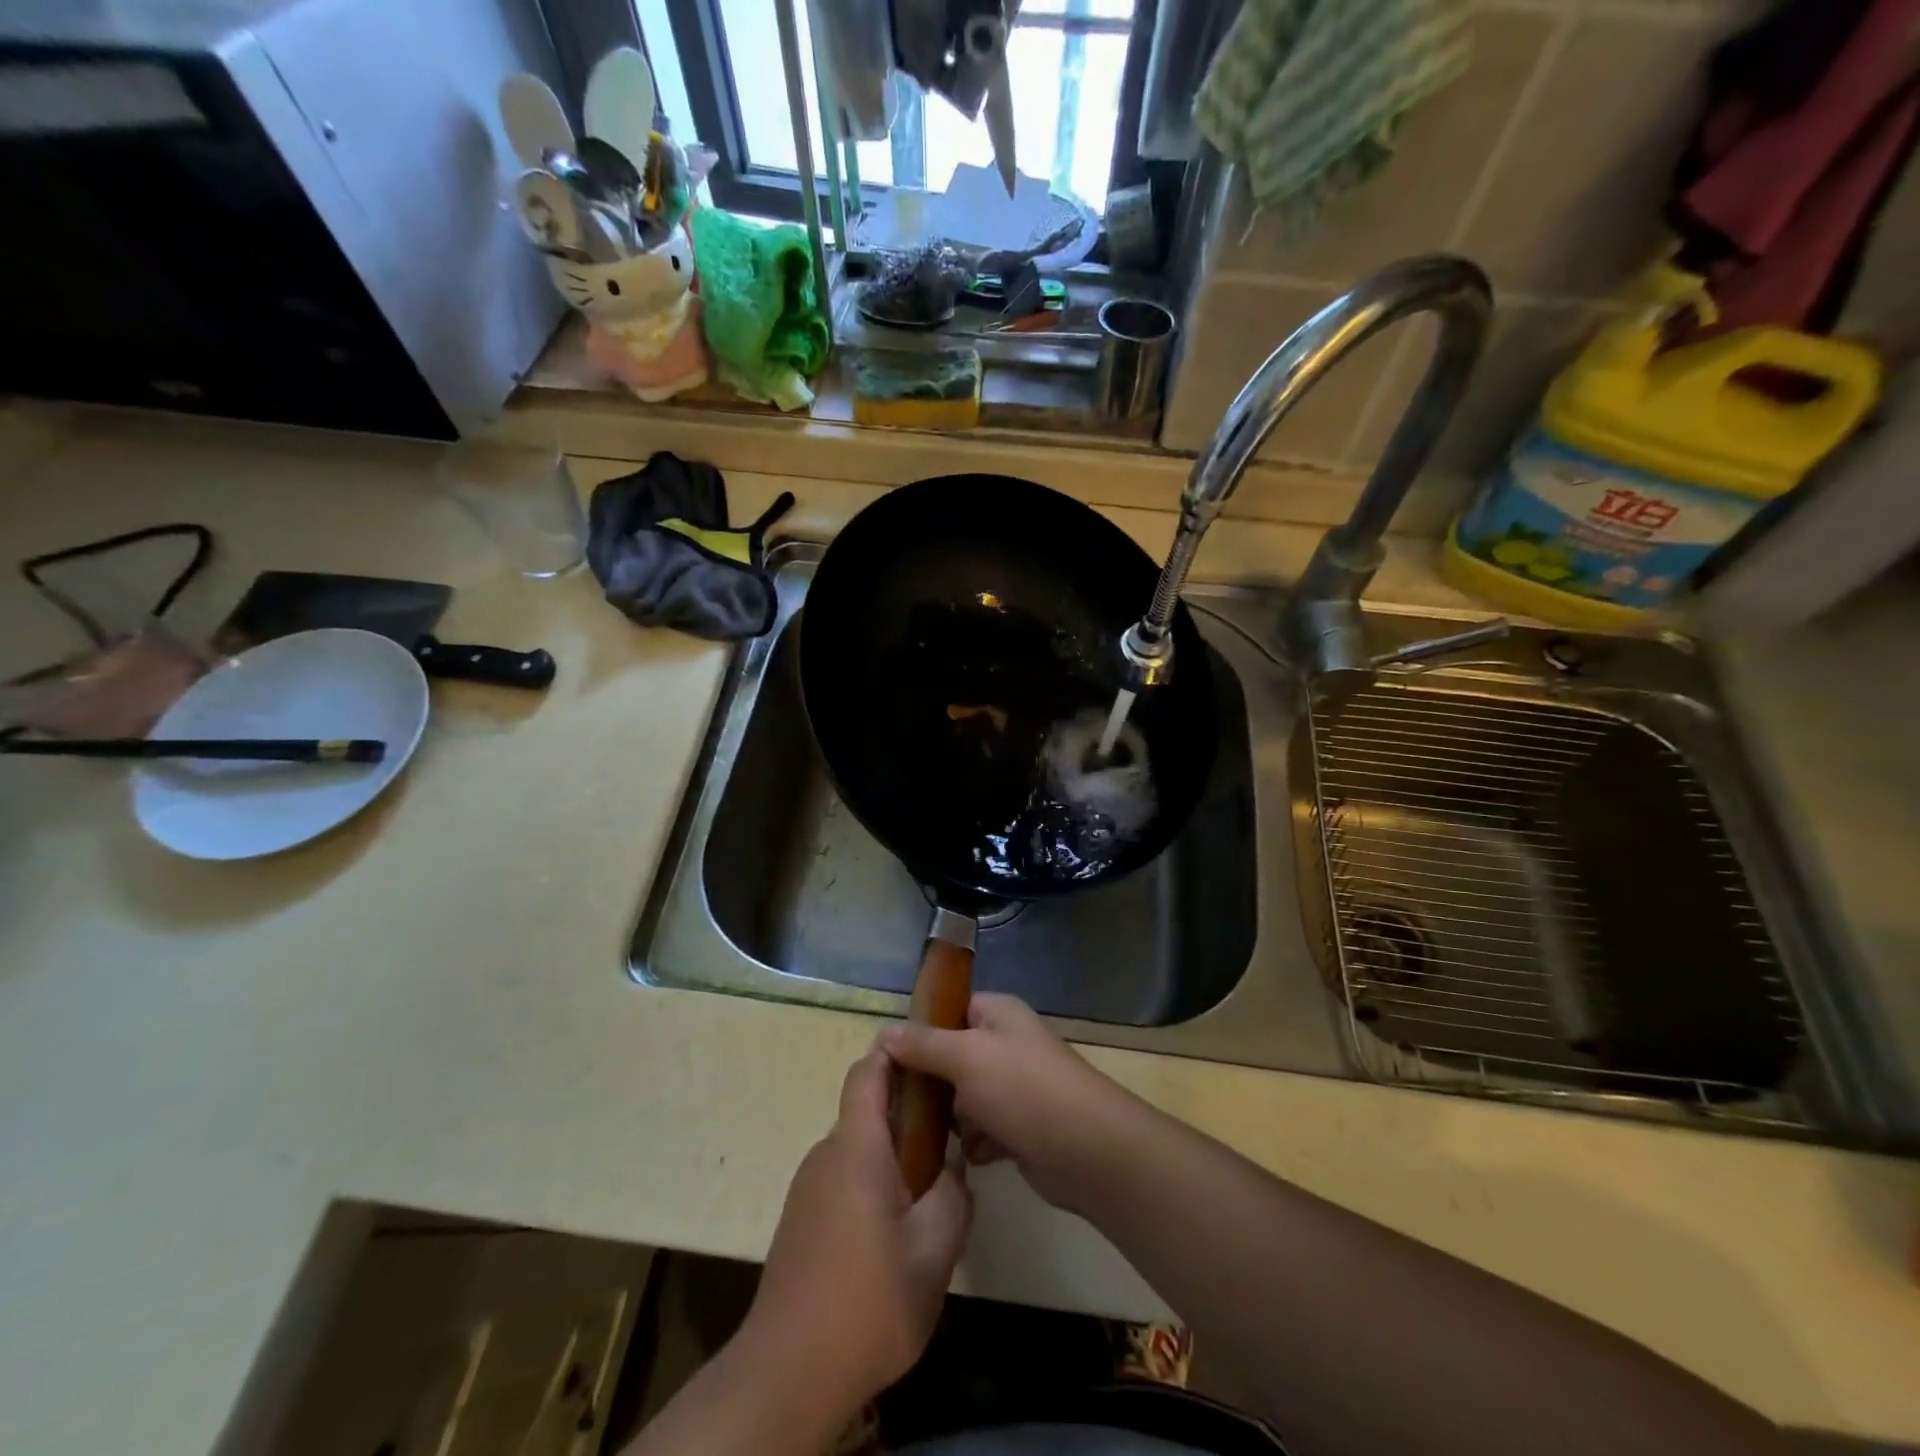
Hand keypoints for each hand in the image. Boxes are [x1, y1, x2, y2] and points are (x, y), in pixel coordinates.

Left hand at [742, 1049, 972, 1415]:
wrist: (788, 1372)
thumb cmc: (869, 1300)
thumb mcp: (935, 1250)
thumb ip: (953, 1196)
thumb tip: (953, 1169)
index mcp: (857, 1146)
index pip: (868, 1072)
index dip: (895, 1051)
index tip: (927, 1048)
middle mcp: (826, 1155)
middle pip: (867, 1112)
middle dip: (907, 1114)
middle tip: (949, 1137)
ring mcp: (808, 1189)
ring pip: (857, 1151)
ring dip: (891, 1156)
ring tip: (929, 1191)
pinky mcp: (801, 1222)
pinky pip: (842, 1181)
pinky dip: (871, 1185)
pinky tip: (894, 1233)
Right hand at [878, 993, 1135, 1214]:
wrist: (1088, 1151)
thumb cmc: (1024, 1089)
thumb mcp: (966, 1057)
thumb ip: (924, 1045)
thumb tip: (882, 1032)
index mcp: (997, 1015)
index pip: (949, 1010)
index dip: (920, 1030)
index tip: (887, 1058)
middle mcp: (1006, 1045)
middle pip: (952, 1056)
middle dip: (930, 1081)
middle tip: (899, 1104)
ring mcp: (1014, 1087)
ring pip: (964, 1097)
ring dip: (950, 1118)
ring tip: (925, 1135)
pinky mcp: (1020, 1127)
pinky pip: (982, 1129)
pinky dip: (974, 1142)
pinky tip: (966, 1156)